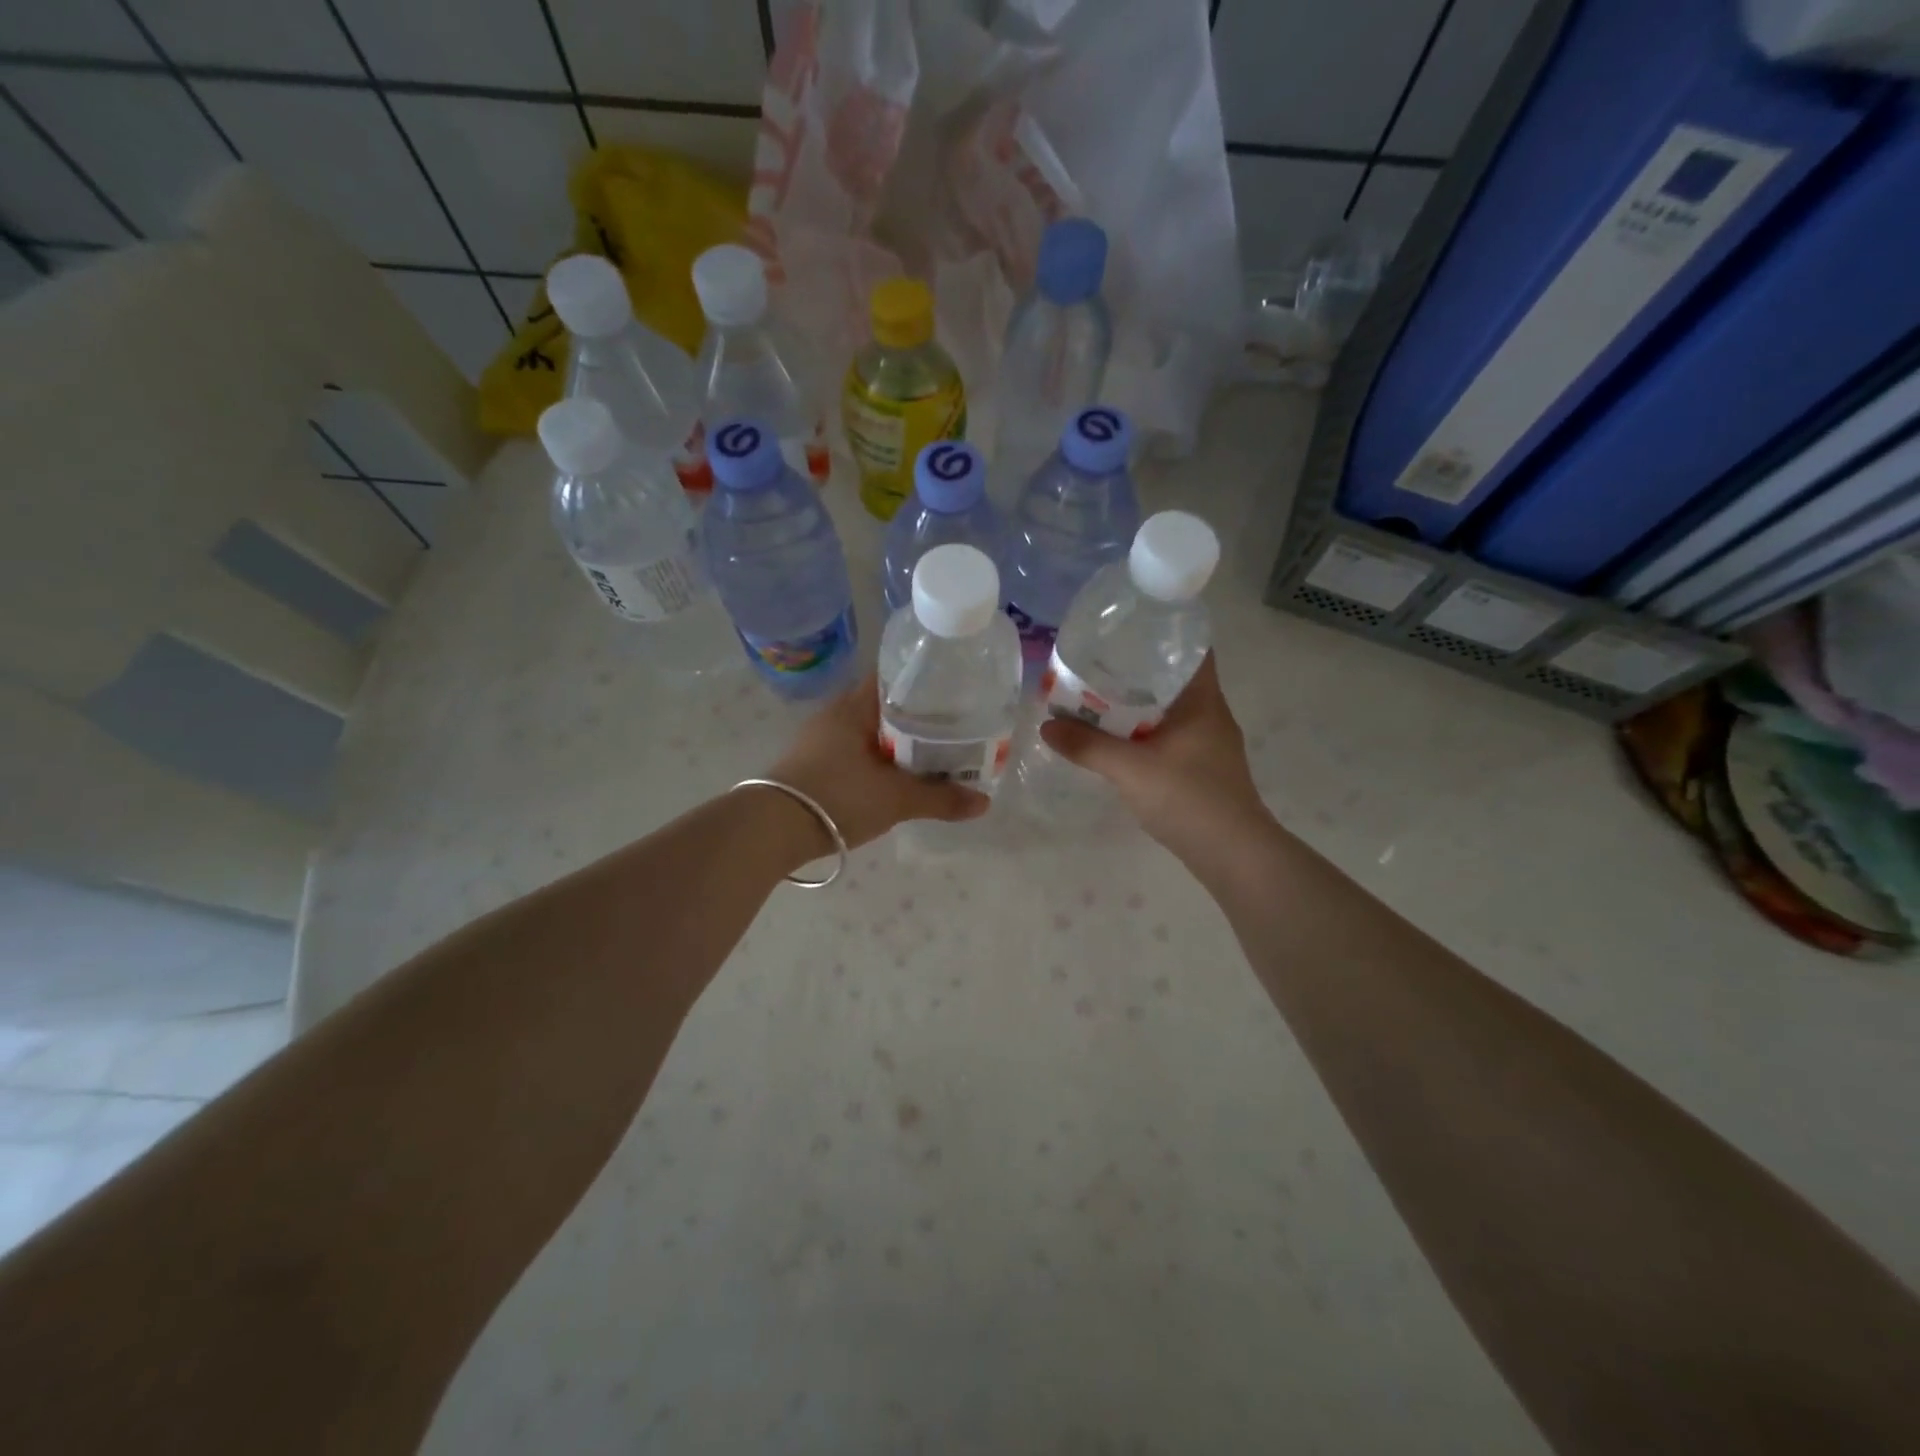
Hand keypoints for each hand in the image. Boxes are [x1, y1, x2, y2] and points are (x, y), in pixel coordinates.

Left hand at [765, 672, 989, 850]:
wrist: (772, 829)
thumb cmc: (839, 796)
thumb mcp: (896, 799)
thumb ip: (941, 798)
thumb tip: (984, 802)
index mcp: (855, 706)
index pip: (895, 677)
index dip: (926, 683)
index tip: (954, 695)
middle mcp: (836, 714)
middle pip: (885, 707)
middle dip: (917, 719)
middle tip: (953, 731)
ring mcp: (820, 740)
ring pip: (869, 733)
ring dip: (896, 744)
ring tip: (931, 757)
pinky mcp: (812, 765)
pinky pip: (855, 753)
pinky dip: (878, 761)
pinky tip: (895, 779)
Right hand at [1039, 653, 1268, 856]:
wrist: (1234, 855)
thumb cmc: (1189, 799)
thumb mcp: (1131, 769)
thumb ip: (1088, 746)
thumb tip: (1047, 725)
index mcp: (1203, 701)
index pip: (1191, 648)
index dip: (1162, 633)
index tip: (1125, 630)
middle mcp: (1211, 715)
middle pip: (1173, 678)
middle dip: (1136, 670)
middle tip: (1095, 664)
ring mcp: (1209, 743)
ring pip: (1170, 710)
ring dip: (1138, 704)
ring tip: (1097, 698)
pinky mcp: (1203, 768)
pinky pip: (1169, 735)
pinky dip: (1144, 731)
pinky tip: (1117, 740)